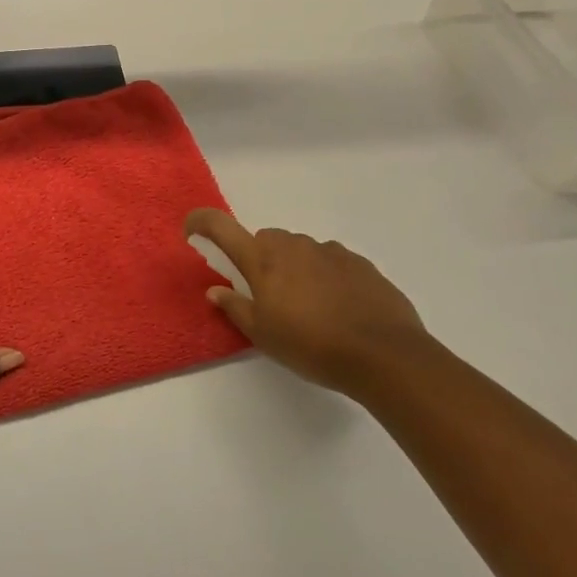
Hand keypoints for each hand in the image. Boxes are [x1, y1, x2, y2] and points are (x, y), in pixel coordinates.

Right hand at [185, 209, 430, 398]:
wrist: (384, 354)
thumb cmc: (312, 346)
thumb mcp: (264, 336)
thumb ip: (236, 308)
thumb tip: (215, 291)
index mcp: (264, 260)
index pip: (222, 227)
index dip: (202, 222)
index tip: (192, 229)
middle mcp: (294, 245)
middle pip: (266, 240)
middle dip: (260, 259)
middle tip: (265, 295)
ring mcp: (330, 251)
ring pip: (300, 249)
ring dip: (294, 268)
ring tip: (306, 307)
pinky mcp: (359, 263)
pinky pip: (330, 260)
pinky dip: (324, 275)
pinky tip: (336, 307)